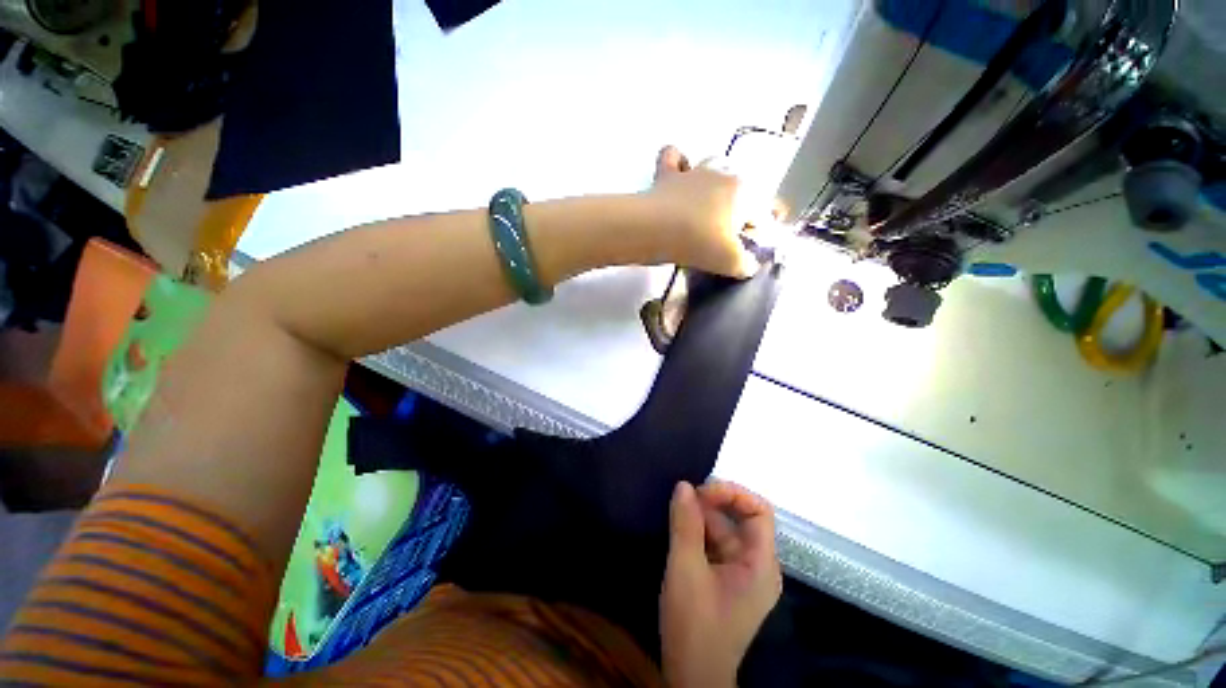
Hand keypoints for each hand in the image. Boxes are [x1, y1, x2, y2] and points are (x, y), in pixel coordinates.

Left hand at [646, 146, 761, 278]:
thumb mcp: (729, 262)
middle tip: (726, 231)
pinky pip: (673, 156)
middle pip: (741, 186)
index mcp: (744, 192)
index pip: (762, 209)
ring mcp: (693, 171)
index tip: (747, 246)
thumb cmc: (699, 243)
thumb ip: (745, 264)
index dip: (759, 228)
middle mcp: (723, 174)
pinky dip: (677, 162)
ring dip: (714, 181)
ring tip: (706, 205)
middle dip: (739, 205)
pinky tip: (678, 174)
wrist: (655, 230)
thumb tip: (748, 264)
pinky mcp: (666, 174)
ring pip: (713, 163)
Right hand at [660, 480, 781, 687]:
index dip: (733, 494)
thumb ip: (685, 524)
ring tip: (675, 511)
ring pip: (724, 531)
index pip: (759, 511)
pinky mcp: (726, 580)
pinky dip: (698, 533)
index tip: (701, 492)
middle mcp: (757, 565)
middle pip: (740, 519)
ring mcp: (741, 574)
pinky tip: (679, 529)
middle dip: (712, 504)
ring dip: (701, 518)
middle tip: (683, 498)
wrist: (691, 677)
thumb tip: (683, 485)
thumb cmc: (694, 625)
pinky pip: (715, 545)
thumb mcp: (685, 569)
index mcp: (760, 564)